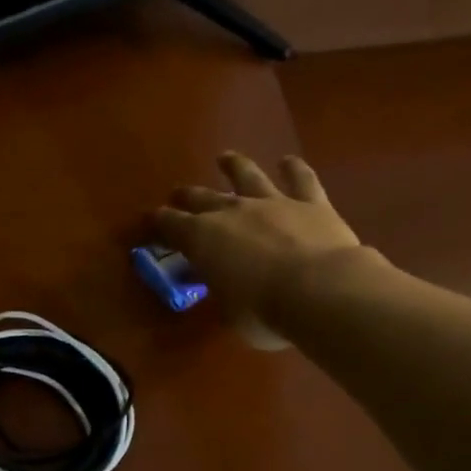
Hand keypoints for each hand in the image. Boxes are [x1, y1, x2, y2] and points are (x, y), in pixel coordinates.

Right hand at [153, 152, 366, 338]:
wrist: (320, 290)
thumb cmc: (263, 312)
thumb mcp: (228, 311)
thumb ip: (222, 291)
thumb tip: (222, 284)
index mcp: (202, 239)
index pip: (171, 225)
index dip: (159, 222)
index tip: (150, 220)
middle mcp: (232, 212)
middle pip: (203, 198)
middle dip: (187, 197)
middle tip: (178, 194)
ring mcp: (272, 202)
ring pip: (248, 176)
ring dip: (234, 166)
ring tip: (225, 158)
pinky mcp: (311, 202)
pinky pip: (301, 180)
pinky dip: (294, 169)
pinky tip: (288, 161)